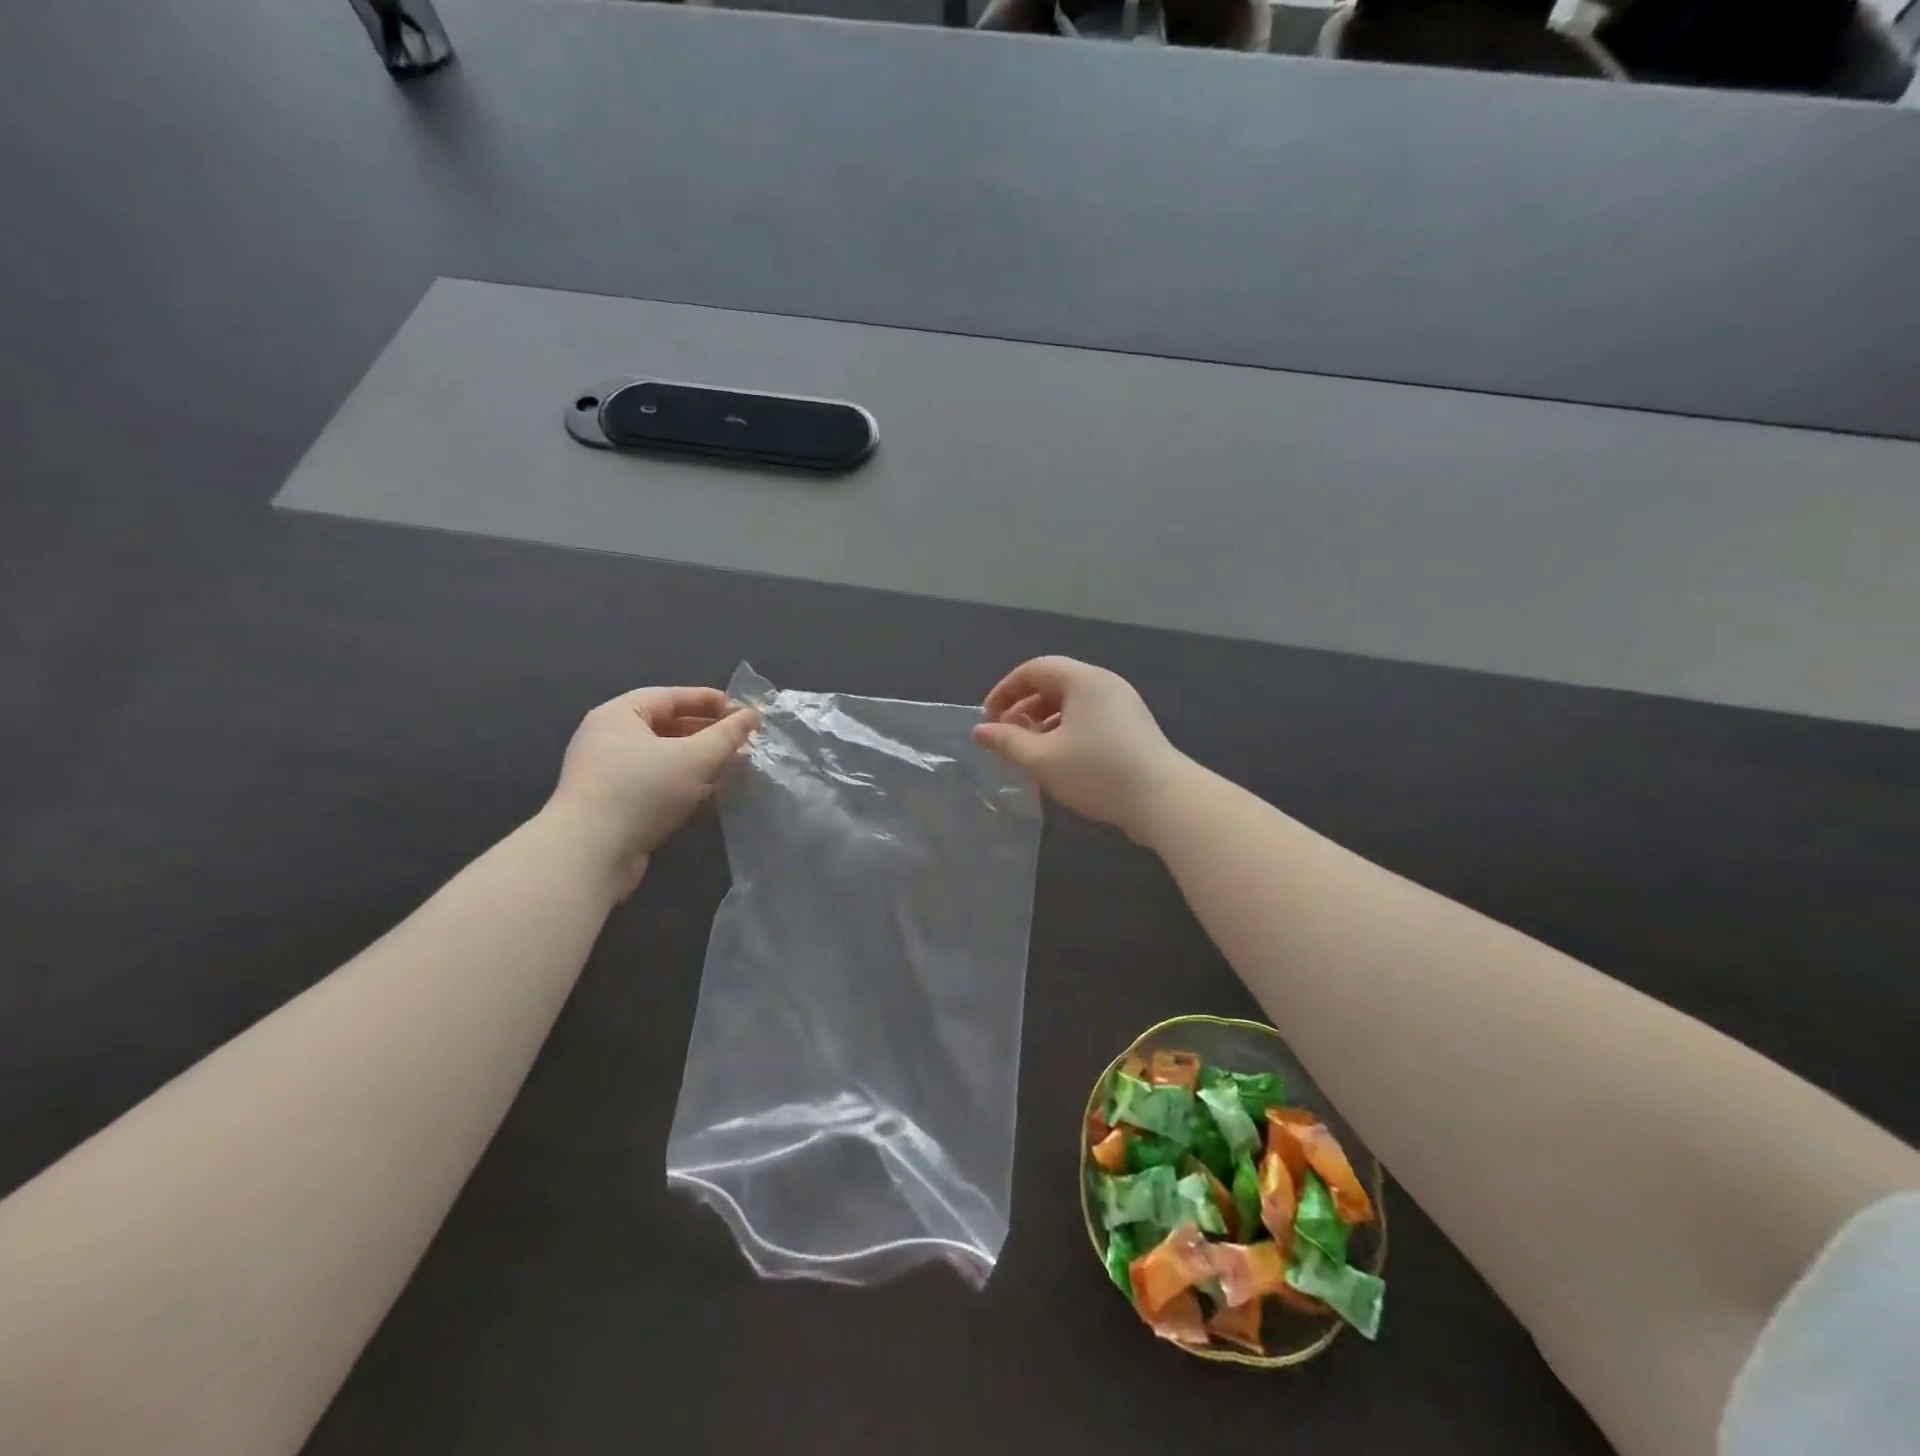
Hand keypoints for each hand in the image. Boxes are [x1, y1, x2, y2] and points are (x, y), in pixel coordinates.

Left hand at [544, 687, 757, 891]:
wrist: (589, 855)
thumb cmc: (641, 792)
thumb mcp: (694, 758)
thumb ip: (727, 736)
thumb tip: (752, 716)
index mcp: (620, 714)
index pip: (673, 697)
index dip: (712, 701)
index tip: (746, 713)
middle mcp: (611, 738)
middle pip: (669, 726)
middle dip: (710, 734)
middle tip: (745, 743)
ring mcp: (611, 772)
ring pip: (666, 757)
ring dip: (701, 762)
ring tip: (735, 768)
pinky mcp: (616, 803)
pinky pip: (658, 783)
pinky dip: (686, 784)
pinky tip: (712, 795)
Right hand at [972, 657, 1190, 842]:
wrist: (1164, 800)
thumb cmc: (1097, 772)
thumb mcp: (1042, 759)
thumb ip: (1007, 742)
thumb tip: (980, 731)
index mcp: (1083, 680)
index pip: (1034, 669)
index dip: (1004, 691)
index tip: (988, 719)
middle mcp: (1104, 683)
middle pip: (1053, 683)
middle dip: (1023, 708)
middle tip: (1005, 737)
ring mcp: (1122, 704)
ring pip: (1072, 703)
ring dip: (1043, 722)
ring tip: (1028, 751)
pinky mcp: (1132, 727)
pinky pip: (1089, 717)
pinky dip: (1066, 730)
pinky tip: (1059, 760)